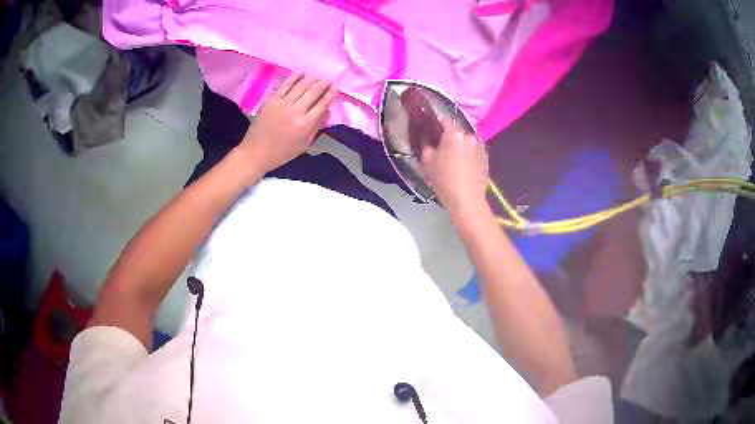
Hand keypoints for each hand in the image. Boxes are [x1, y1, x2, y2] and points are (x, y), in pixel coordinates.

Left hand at [238, 73, 337, 174]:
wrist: (256, 152)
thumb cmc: (282, 152)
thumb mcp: (304, 144)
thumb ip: (316, 127)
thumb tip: (327, 112)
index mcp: (305, 124)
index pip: (322, 105)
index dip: (331, 95)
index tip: (336, 88)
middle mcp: (296, 111)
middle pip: (313, 92)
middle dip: (323, 84)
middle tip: (328, 80)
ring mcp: (282, 104)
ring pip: (301, 86)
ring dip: (311, 79)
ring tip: (317, 76)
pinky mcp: (271, 100)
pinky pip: (285, 85)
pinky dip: (294, 77)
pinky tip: (301, 73)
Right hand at [420, 120, 488, 215]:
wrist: (467, 200)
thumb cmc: (445, 181)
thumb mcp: (427, 163)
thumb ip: (426, 146)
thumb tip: (428, 140)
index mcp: (454, 134)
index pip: (444, 119)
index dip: (436, 124)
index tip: (431, 132)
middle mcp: (469, 135)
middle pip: (457, 130)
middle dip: (449, 137)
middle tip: (441, 148)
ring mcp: (480, 146)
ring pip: (466, 140)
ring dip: (460, 145)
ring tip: (454, 159)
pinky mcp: (486, 156)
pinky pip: (474, 149)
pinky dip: (468, 153)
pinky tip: (464, 165)